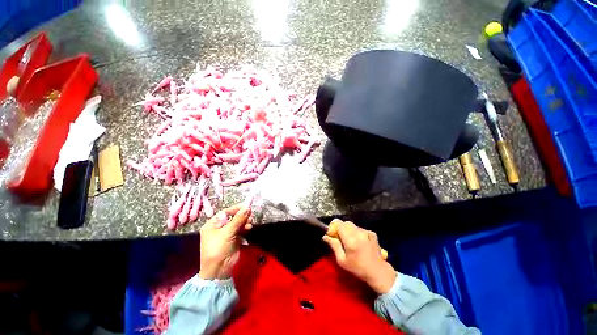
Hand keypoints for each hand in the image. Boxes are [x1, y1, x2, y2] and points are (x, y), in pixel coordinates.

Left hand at [198, 204, 252, 279]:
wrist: (219, 270)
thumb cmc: (218, 248)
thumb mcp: (227, 232)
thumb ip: (238, 219)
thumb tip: (247, 207)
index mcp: (212, 225)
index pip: (225, 212)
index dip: (236, 208)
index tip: (246, 205)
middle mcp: (219, 228)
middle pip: (233, 217)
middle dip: (242, 215)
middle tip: (250, 214)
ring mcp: (227, 234)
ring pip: (238, 223)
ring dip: (245, 221)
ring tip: (250, 222)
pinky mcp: (234, 239)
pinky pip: (241, 229)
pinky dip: (245, 227)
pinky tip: (249, 227)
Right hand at [322, 219, 395, 293]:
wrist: (378, 272)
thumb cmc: (358, 268)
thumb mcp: (342, 260)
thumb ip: (334, 246)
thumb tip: (325, 236)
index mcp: (350, 239)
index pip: (338, 223)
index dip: (333, 226)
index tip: (332, 234)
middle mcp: (358, 233)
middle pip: (345, 223)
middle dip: (341, 228)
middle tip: (340, 238)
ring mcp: (366, 232)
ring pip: (353, 225)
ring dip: (349, 230)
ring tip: (350, 241)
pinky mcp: (372, 233)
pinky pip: (360, 228)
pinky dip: (357, 232)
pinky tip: (359, 242)